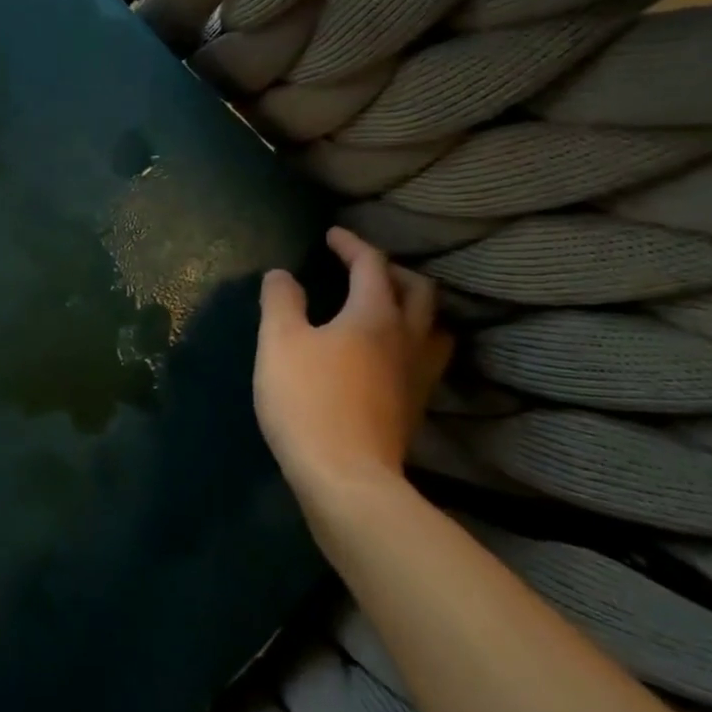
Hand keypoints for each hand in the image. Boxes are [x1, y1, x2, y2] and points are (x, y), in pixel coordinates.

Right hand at [254, 227, 451, 503]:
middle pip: (418, 291)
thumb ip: (281, 301)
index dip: (352, 244)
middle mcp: (407, 339)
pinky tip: (386, 355)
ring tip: (388, 308)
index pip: (372, 265)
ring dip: (413, 307)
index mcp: (374, 315)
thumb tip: (282, 275)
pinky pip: (424, 358)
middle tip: (362, 268)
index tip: (331, 235)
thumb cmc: (307, 399)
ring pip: (433, 327)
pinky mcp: (413, 406)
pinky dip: (410, 341)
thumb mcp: (279, 342)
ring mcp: (416, 376)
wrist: (345, 476)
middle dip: (391, 271)